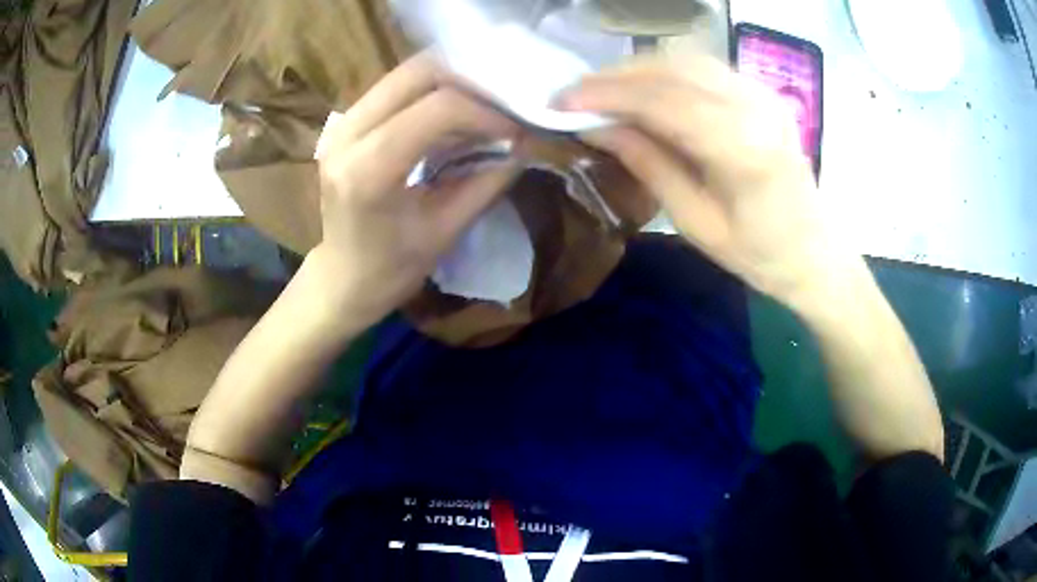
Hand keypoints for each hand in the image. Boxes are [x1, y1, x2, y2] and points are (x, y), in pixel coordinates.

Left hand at [313, 54, 520, 326]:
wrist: (344, 276)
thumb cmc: (393, 267)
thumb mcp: (447, 230)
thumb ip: (488, 181)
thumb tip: (527, 143)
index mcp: (367, 170)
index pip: (437, 109)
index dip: (486, 111)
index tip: (516, 128)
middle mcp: (347, 134)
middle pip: (419, 72)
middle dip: (471, 80)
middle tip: (504, 104)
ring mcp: (341, 123)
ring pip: (407, 72)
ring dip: (453, 81)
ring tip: (485, 106)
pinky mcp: (346, 121)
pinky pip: (397, 86)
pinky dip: (434, 89)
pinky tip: (457, 111)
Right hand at [559, 56, 856, 306]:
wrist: (815, 252)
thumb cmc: (760, 254)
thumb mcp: (697, 223)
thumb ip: (649, 166)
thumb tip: (597, 129)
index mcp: (745, 149)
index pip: (663, 101)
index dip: (607, 95)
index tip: (562, 102)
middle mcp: (756, 107)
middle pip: (672, 70)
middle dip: (615, 77)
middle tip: (573, 95)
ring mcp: (762, 94)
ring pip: (685, 60)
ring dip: (637, 70)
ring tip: (600, 91)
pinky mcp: (761, 92)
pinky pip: (703, 68)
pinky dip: (664, 72)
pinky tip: (642, 89)